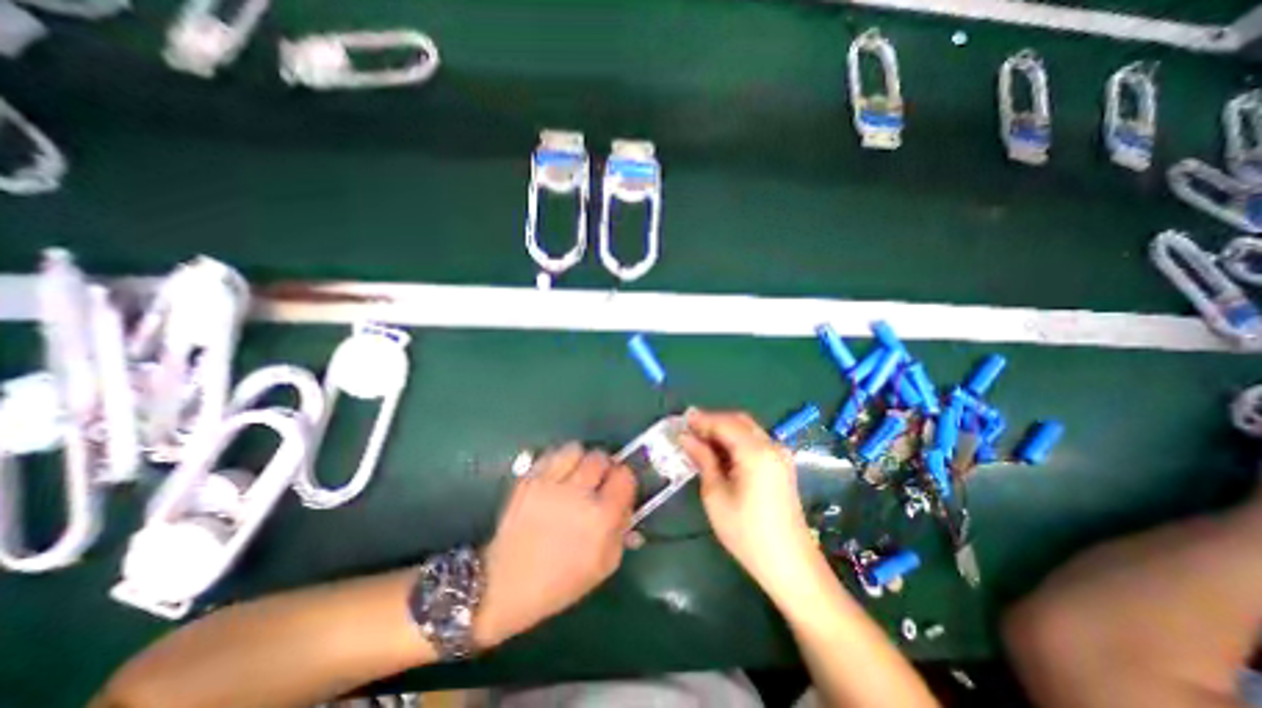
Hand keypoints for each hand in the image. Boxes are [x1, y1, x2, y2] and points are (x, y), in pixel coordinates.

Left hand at [474, 447, 634, 649]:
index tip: (619, 487)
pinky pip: (552, 455)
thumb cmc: (561, 582)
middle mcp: (578, 495)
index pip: (625, 476)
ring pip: (576, 449)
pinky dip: (559, 460)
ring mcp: (550, 484)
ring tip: (576, 474)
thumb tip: (628, 504)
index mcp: (601, 518)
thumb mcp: (604, 565)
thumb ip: (622, 530)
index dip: (625, 479)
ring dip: (581, 459)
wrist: (505, 584)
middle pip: (601, 457)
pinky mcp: (529, 479)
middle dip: (604, 467)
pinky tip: (557, 476)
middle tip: (598, 481)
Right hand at [680, 407, 817, 593]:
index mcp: (756, 452)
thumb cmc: (747, 533)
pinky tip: (720, 452)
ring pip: (747, 429)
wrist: (790, 565)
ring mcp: (780, 455)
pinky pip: (755, 441)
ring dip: (724, 430)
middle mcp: (771, 446)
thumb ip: (703, 460)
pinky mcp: (781, 465)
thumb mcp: (716, 496)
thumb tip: (685, 438)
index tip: (680, 421)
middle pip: (738, 421)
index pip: (724, 423)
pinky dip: (735, 440)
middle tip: (689, 430)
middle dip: (713, 422)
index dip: (701, 420)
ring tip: (699, 440)